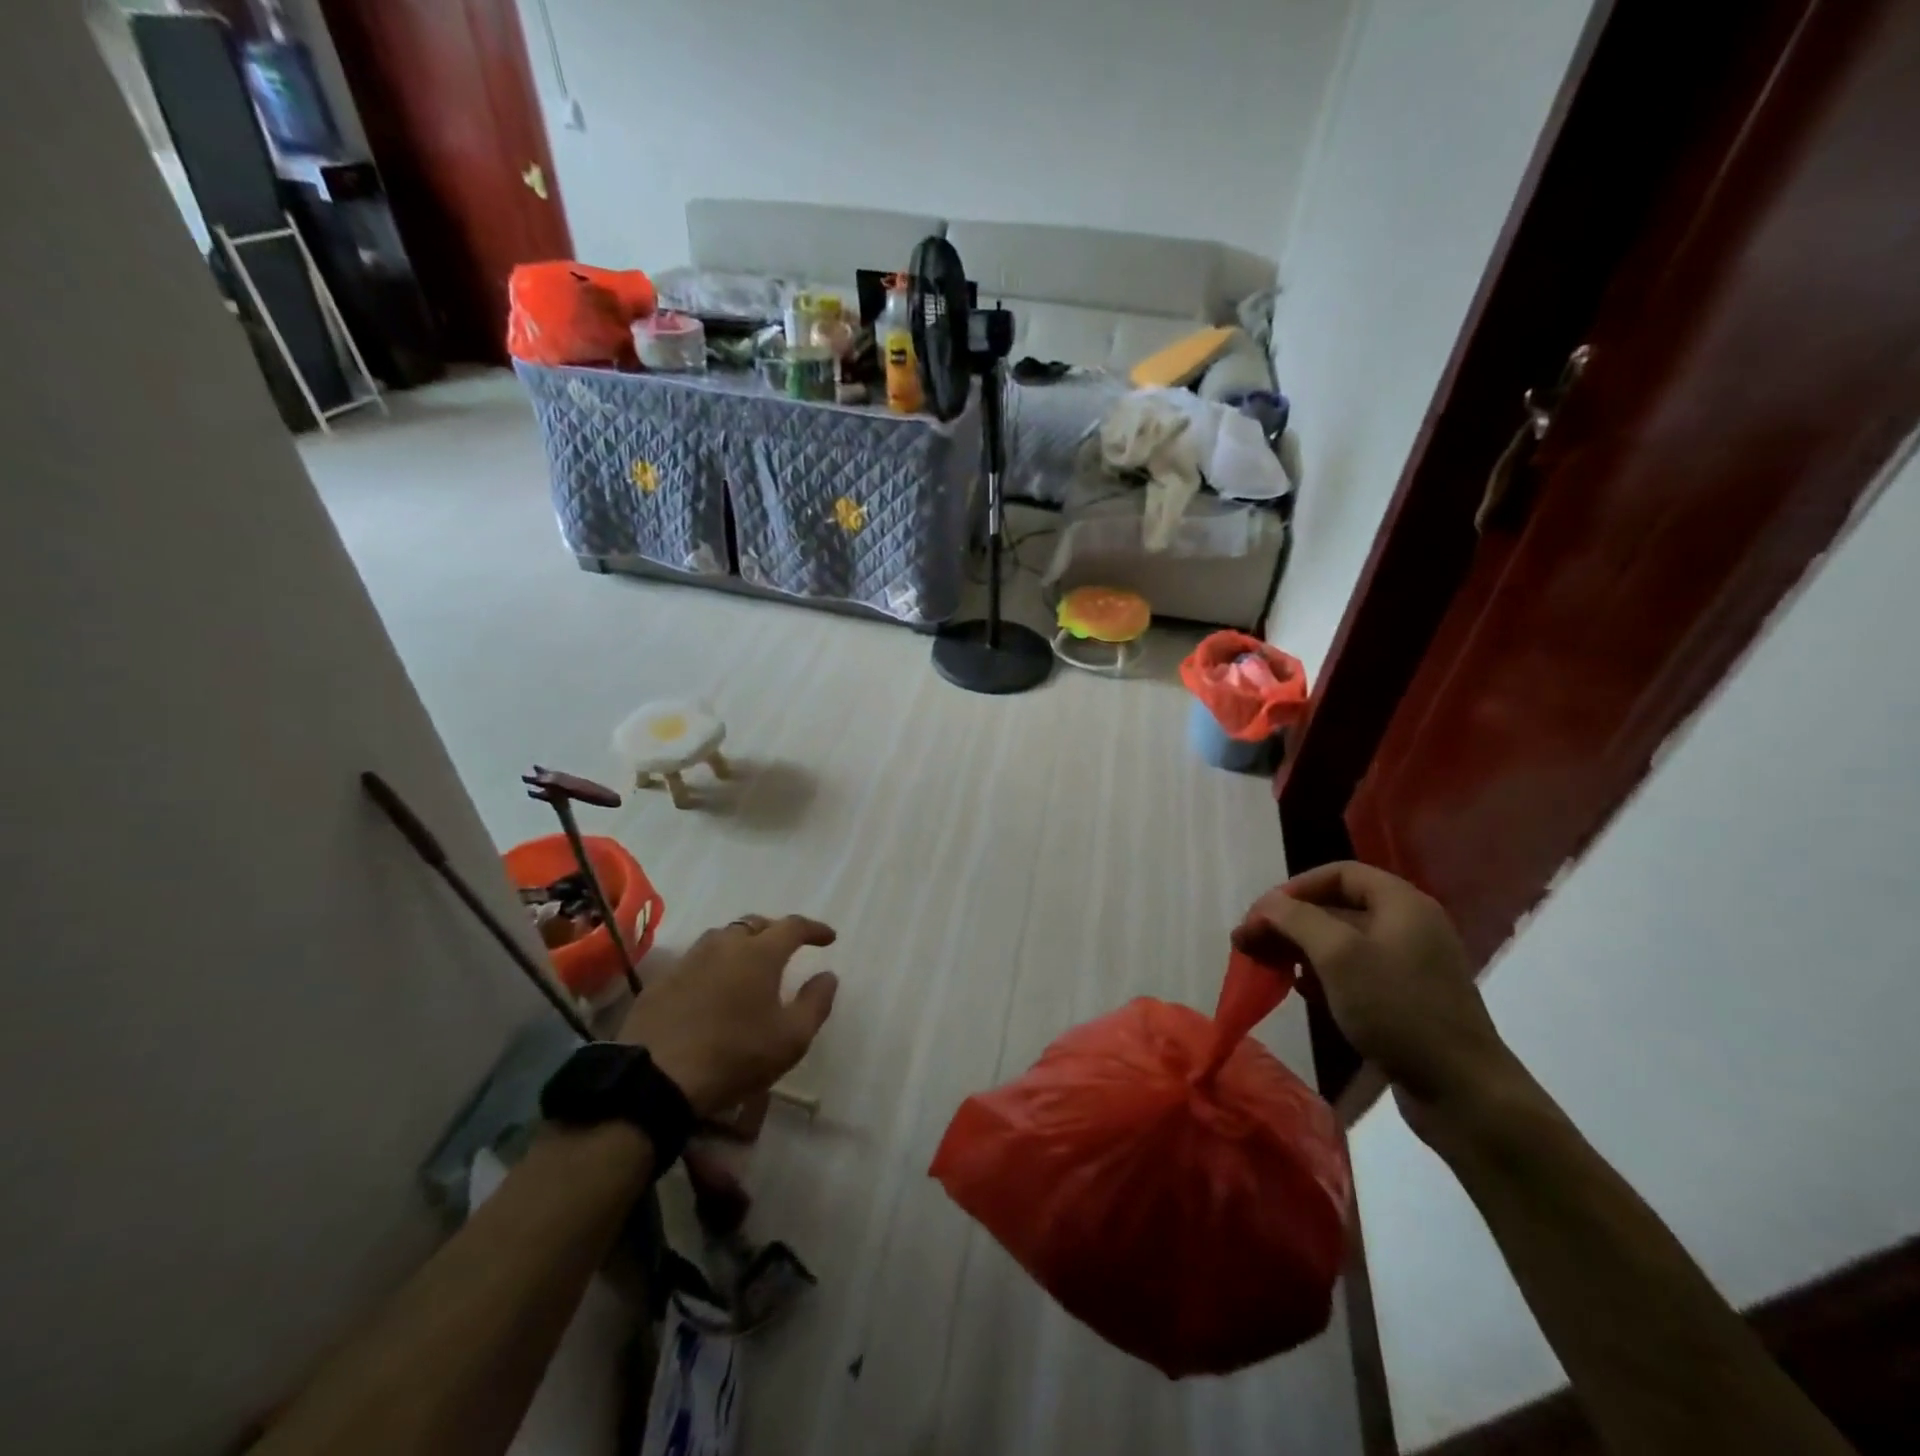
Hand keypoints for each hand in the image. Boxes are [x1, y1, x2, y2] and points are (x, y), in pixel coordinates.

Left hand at [618, 914, 838, 1116]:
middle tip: (787, 949)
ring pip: (722, 938)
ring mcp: (689, 960)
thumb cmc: (735, 1056)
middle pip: (755, 924)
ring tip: (749, 964)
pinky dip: (713, 965)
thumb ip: (816, 1002)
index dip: (814, 929)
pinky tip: (713, 987)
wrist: (656, 1080)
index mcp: (760, 953)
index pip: (793, 926)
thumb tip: (828, 975)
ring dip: (741, 944)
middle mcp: (724, 945)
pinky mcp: (662, 981)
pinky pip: (696, 960)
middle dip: (775, 931)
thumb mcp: (791, 1038)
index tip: (828, 938)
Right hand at [1234, 862, 1528, 1138]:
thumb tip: (1266, 905)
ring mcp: (1409, 965)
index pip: (1339, 873)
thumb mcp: (1338, 954)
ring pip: (1341, 942)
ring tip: (1265, 966)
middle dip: (1288, 922)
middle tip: (1247, 943)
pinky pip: (1354, 972)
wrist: (1461, 1091)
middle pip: (1336, 907)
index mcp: (1402, 904)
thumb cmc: (1397, 1009)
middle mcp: (1409, 926)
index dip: (1295, 887)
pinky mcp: (1405, 999)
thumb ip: (1296, 919)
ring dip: (1299, 948)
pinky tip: (1300, 990)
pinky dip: (1321, 974)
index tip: (1261, 915)